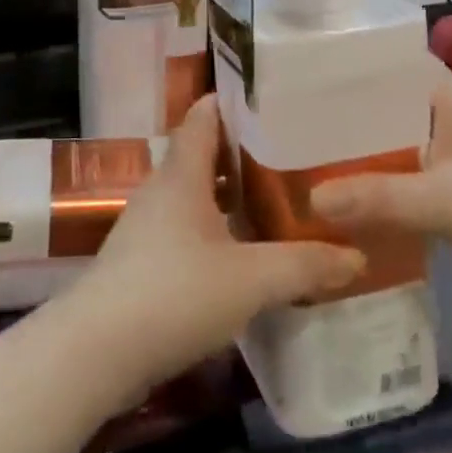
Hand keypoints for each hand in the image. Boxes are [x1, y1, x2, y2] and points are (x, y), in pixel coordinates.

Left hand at [62, 96, 364, 392]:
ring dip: (233, 199)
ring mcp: (147, 228)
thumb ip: (304, 265)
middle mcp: (161, 191)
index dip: (235, 102)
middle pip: (205, 156)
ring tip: (279, 204)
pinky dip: (218, 233)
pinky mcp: (142, 264)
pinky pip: (187, 232)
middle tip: (295, 157)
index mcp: (182, 175)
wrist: (96, 353)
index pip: (204, 116)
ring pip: (197, 197)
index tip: (276, 99)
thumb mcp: (251, 279)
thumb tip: (356, 256)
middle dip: (246, 154)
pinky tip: (245, 256)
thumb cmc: (174, 294)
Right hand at [311, 63, 451, 299]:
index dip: (348, 70)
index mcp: (444, 97)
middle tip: (299, 129)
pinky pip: (423, 175)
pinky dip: (397, 183)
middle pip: (390, 108)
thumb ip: (378, 198)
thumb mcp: (440, 199)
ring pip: (406, 143)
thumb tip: (312, 199)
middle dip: (351, 119)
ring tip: (322, 164)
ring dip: (373, 154)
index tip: (304, 80)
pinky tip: (368, 201)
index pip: (387, 67)